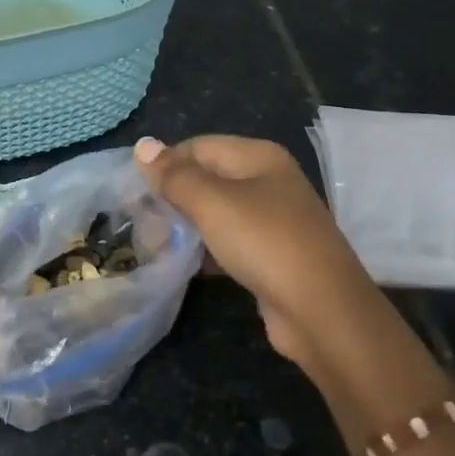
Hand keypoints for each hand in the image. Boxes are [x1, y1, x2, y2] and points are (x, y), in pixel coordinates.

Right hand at [134, 135, 354, 374]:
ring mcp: (272, 219)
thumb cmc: (263, 242)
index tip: (134, 192)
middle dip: (172, 196)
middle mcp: (268, 181)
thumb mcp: (211, 202)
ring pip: (216, 212)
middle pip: (207, 178)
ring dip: (185, 225)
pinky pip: (227, 240)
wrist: (320, 310)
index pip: (198, 147)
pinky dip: (204, 248)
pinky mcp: (270, 254)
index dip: (165, 164)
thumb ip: (174, 175)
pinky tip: (182, 263)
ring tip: (153, 242)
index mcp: (258, 157)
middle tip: (140, 220)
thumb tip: (142, 145)